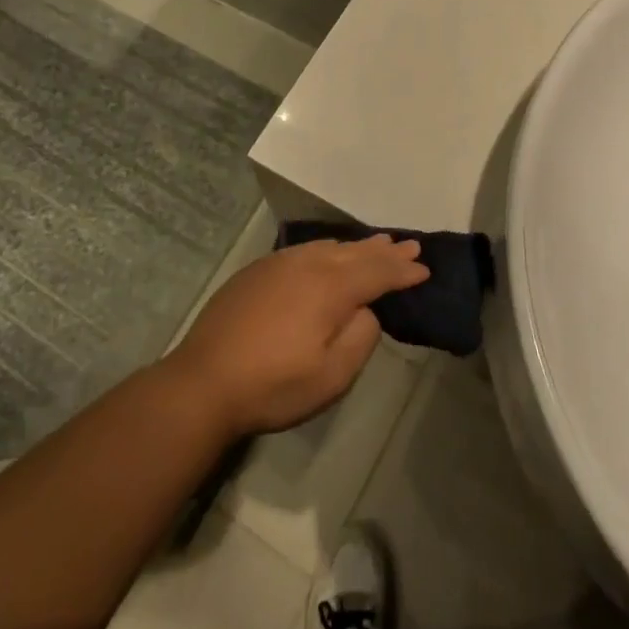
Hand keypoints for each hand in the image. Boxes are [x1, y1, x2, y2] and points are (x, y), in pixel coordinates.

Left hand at [164, 237, 428, 437]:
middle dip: (385, 251)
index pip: (376, 273)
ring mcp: (279, 264)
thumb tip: (366, 310)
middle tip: (410, 246)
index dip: (402, 272)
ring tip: (378, 242)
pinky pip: (305, 250)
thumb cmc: (273, 385)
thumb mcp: (331, 376)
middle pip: (355, 253)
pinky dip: (328, 249)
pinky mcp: (257, 271)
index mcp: (329, 288)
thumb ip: (360, 337)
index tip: (424, 269)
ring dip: (357, 246)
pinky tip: (330, 252)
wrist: (204, 382)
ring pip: (329, 247)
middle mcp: (307, 265)